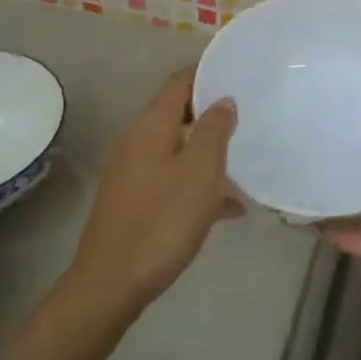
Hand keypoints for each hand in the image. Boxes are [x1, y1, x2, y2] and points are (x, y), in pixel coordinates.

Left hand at [68, 68, 239, 306]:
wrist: (110, 286)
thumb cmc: (161, 222)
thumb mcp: (200, 171)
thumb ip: (214, 129)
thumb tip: (223, 100)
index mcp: (150, 127)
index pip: (180, 82)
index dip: (209, 73)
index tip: (240, 74)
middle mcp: (137, 142)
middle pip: (179, 114)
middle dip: (214, 115)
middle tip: (251, 119)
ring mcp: (132, 173)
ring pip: (179, 149)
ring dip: (209, 153)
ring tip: (246, 165)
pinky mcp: (134, 202)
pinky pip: (172, 178)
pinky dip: (198, 183)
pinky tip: (228, 208)